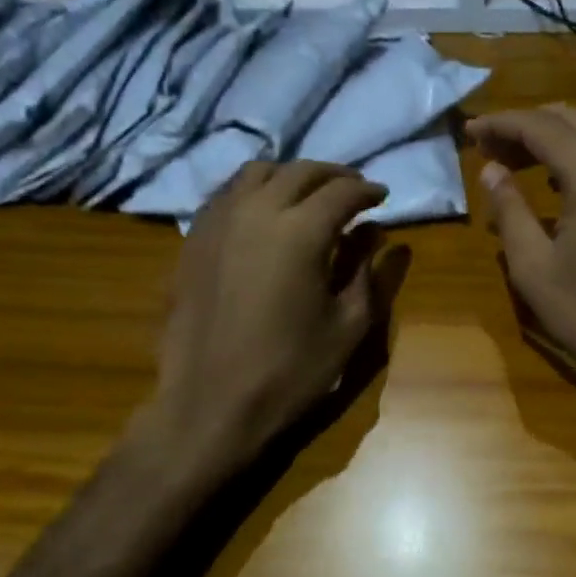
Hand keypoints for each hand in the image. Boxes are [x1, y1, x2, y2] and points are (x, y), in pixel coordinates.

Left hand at [145, 160, 389, 467]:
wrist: (210, 405)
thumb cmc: (289, 371)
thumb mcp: (347, 327)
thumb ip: (369, 273)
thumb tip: (379, 236)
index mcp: (300, 231)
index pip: (342, 192)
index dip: (368, 191)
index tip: (383, 197)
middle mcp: (256, 212)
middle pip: (300, 171)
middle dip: (333, 175)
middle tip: (353, 189)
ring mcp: (217, 222)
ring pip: (256, 173)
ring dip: (290, 176)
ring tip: (307, 194)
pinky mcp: (193, 240)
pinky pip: (226, 195)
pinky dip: (253, 191)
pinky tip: (263, 213)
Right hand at [467, 104, 575, 398]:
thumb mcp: (534, 267)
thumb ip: (510, 210)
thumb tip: (491, 170)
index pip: (540, 127)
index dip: (500, 124)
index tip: (470, 131)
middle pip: (570, 119)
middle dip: (525, 125)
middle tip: (489, 145)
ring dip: (552, 138)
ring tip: (515, 161)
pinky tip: (557, 184)